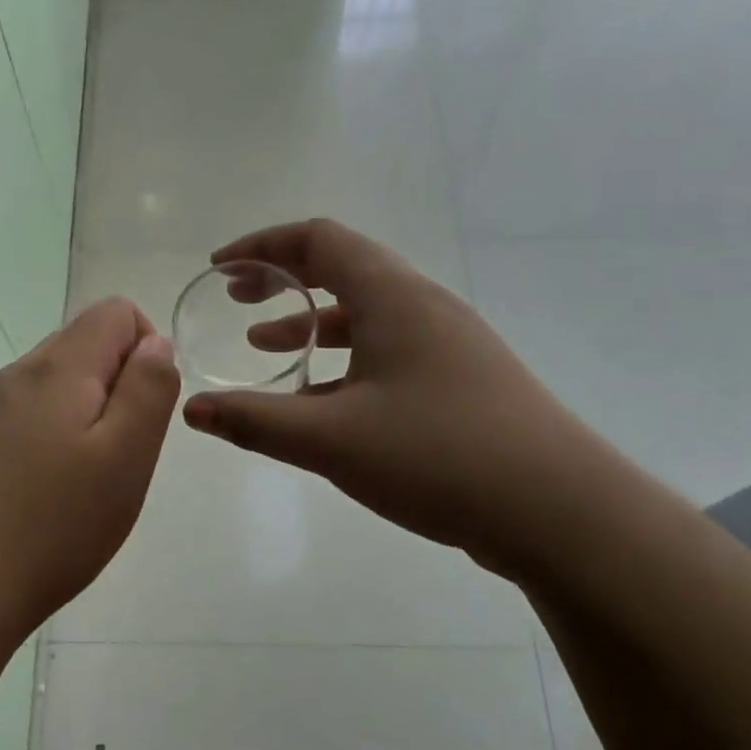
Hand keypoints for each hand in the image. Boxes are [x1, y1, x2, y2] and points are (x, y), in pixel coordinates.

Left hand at [0, 298, 178, 656]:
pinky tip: (56, 493)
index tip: (147, 411)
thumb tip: (156, 342)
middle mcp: (21, 374)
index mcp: (59, 366)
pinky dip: (62, 439)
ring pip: (63, 384)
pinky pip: (36, 417)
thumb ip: (148, 389)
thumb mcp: (126, 455)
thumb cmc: (54, 523)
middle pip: (87, 344)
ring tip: (92, 480)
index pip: (117, 311)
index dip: (149, 348)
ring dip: (93, 416)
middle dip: (122, 385)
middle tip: (124, 453)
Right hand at [182, 219, 603, 579]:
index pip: (318, 239)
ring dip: (311, 323)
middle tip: (237, 300)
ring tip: (265, 349)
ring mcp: (447, 343)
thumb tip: (191, 410)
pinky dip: (343, 361)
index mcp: (393, 296)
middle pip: (343, 268)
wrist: (559, 510)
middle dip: (283, 279)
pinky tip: (320, 403)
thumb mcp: (331, 439)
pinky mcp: (460, 380)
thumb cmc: (438, 456)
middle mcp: (422, 306)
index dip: (262, 246)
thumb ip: (255, 421)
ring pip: (365, 315)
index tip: (220, 270)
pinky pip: (386, 351)